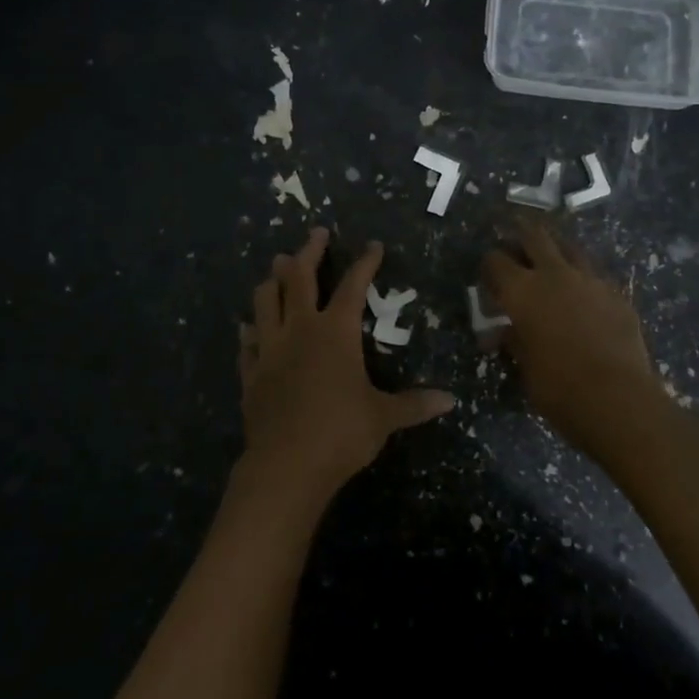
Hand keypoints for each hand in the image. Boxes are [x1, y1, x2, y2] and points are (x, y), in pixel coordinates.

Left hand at [238, 227, 454, 505]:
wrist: (286, 465)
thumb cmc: (341, 433)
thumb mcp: (384, 418)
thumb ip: (415, 404)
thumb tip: (451, 401)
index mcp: (335, 332)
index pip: (354, 286)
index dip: (365, 263)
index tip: (373, 245)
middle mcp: (300, 330)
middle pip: (299, 278)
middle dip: (309, 252)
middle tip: (316, 233)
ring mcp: (270, 350)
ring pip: (265, 301)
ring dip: (272, 281)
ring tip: (277, 267)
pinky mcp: (251, 374)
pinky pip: (247, 344)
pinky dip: (250, 332)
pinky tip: (249, 328)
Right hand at [480, 220, 657, 438]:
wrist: (618, 399)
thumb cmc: (558, 387)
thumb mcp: (524, 367)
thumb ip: (513, 341)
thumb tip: (502, 334)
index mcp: (522, 291)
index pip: (496, 261)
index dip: (489, 265)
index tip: (489, 276)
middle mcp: (554, 274)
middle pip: (535, 236)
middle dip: (521, 235)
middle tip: (516, 240)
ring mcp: (590, 280)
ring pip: (570, 248)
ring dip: (556, 249)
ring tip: (551, 259)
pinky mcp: (617, 294)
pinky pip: (595, 275)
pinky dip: (583, 278)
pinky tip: (584, 294)